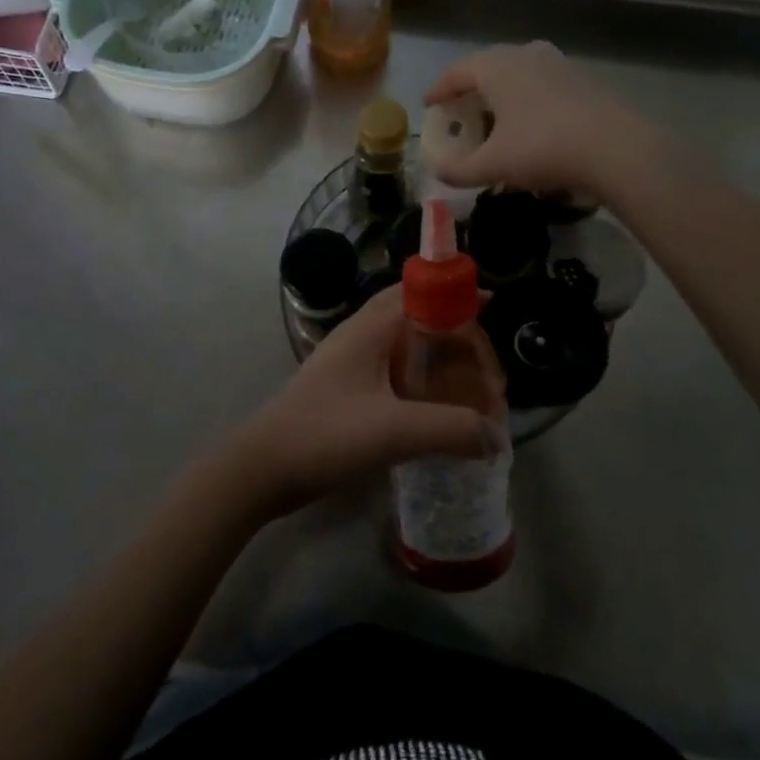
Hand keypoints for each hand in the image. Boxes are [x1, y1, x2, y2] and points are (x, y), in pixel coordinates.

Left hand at [214, 289, 503, 520]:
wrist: (262, 468)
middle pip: (419, 317)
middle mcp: (362, 335)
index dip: (457, 294)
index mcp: (370, 328)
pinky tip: (439, 413)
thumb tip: (497, 436)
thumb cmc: (324, 435)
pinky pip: (397, 373)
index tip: (493, 306)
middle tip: (488, 370)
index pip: (421, 291)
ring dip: (441, 361)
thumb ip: (450, 429)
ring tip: (472, 392)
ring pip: (408, 347)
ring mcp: (352, 363)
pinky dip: (424, 383)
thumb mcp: (392, 431)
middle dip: (457, 336)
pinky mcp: (349, 390)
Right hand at [425, 41, 661, 197]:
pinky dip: (527, 99)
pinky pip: (542, 84)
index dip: (439, 89)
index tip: (429, 105)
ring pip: (517, 73)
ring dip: (501, 93)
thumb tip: (438, 172)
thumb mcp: (493, 165)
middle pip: (487, 67)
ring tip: (494, 118)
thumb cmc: (543, 149)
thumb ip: (458, 170)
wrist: (617, 149)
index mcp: (496, 66)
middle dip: (469, 90)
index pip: (456, 72)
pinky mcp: (582, 79)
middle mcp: (525, 54)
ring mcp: (558, 63)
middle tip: (459, 112)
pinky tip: (530, 124)